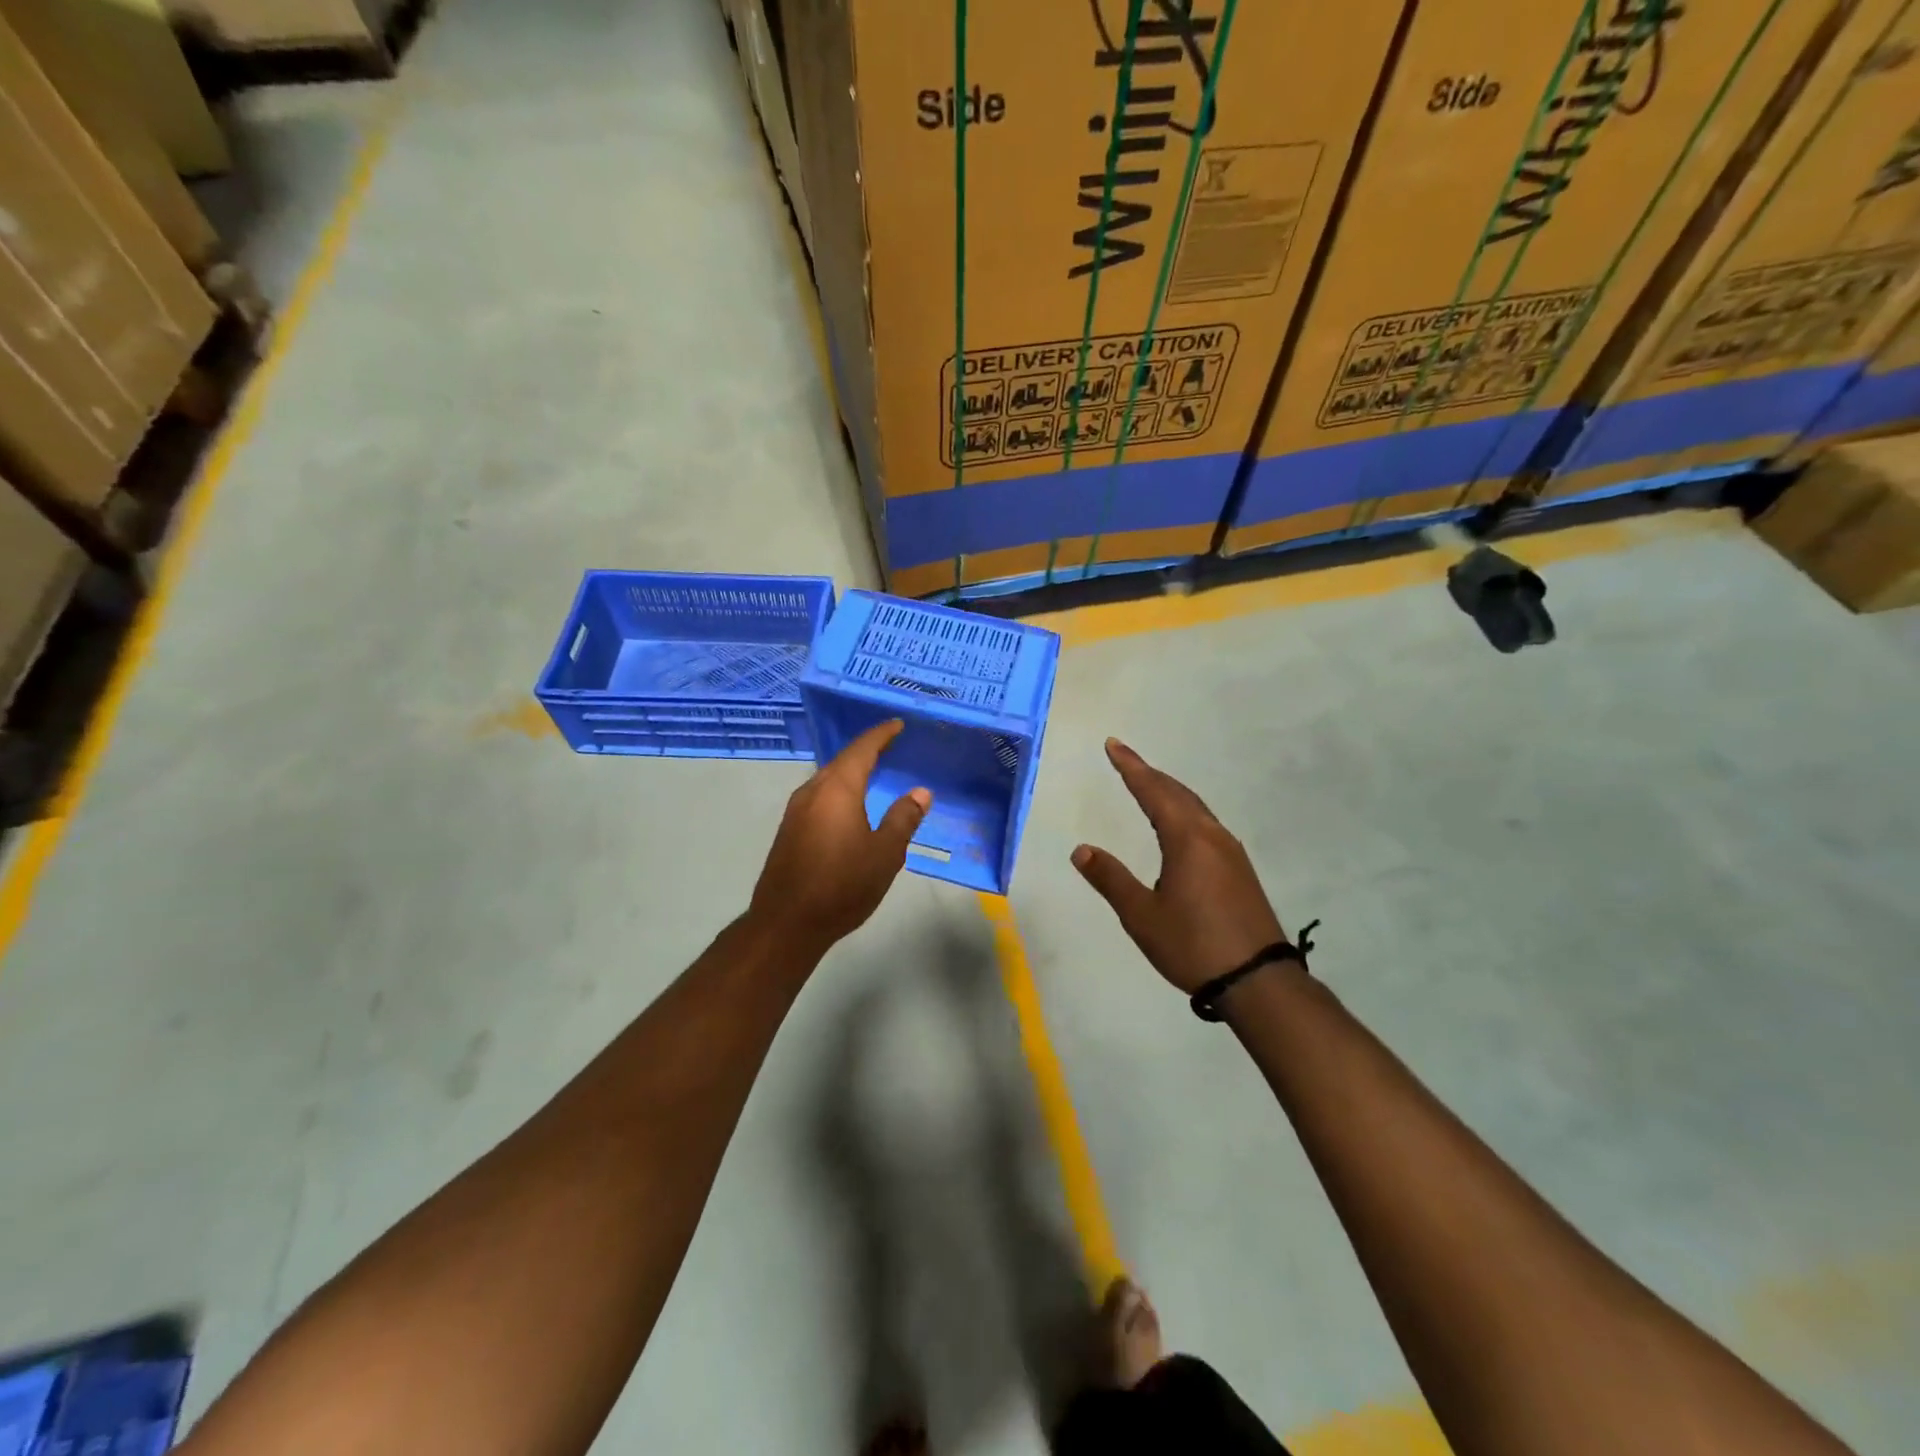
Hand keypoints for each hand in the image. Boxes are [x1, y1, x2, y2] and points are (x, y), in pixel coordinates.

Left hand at [750, 720, 930, 957]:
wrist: (786, 923)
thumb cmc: (842, 885)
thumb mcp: (885, 853)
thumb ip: (903, 819)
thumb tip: (920, 792)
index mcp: (837, 789)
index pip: (862, 749)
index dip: (881, 735)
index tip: (897, 725)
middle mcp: (812, 791)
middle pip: (842, 761)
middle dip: (866, 751)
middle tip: (891, 747)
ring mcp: (796, 811)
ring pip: (828, 780)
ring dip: (850, 772)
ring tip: (873, 773)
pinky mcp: (789, 831)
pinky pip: (819, 798)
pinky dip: (839, 791)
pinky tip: (850, 806)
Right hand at [1073, 739, 1288, 993]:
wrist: (1258, 981)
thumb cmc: (1193, 945)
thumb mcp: (1142, 916)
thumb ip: (1111, 879)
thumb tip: (1081, 850)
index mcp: (1187, 839)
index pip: (1153, 792)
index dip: (1131, 767)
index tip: (1113, 745)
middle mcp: (1212, 836)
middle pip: (1177, 793)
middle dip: (1149, 774)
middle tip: (1125, 758)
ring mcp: (1231, 852)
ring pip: (1195, 807)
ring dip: (1169, 792)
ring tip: (1148, 785)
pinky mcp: (1239, 870)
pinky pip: (1206, 824)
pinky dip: (1184, 810)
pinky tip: (1180, 825)